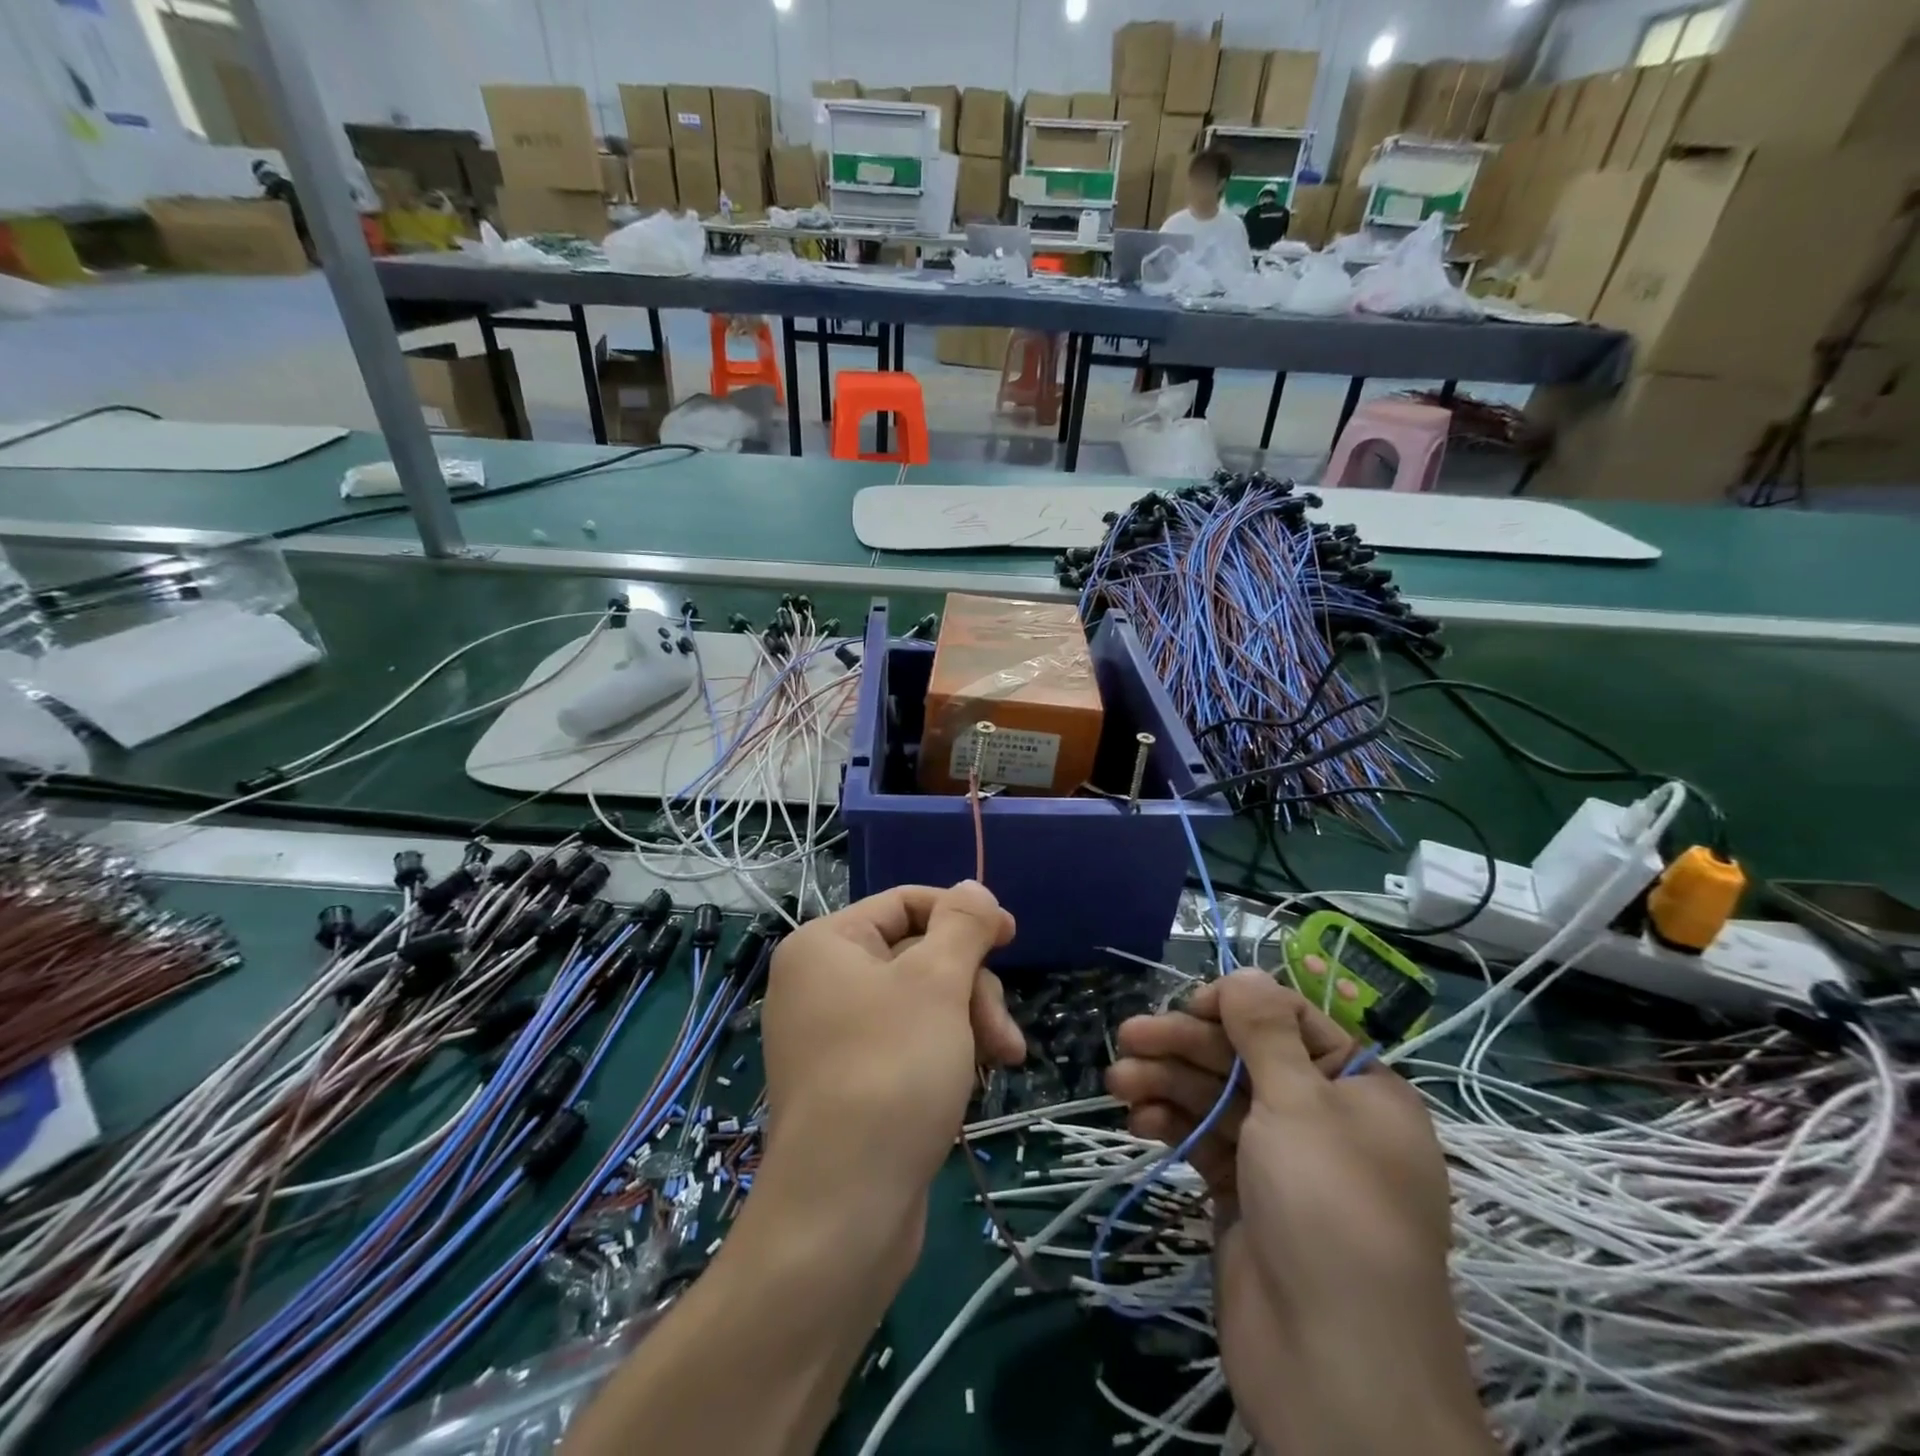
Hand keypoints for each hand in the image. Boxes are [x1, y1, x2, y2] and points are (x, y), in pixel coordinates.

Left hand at [758, 882, 1025, 1251]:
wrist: (844, 1211)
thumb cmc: (892, 1072)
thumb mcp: (938, 982)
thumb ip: (962, 925)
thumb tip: (972, 888)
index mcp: (826, 944)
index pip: (905, 903)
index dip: (962, 914)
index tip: (1012, 937)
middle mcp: (821, 982)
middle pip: (918, 955)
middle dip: (970, 987)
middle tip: (1000, 1032)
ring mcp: (833, 1035)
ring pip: (921, 1002)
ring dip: (968, 1023)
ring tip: (1002, 1061)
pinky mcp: (851, 1080)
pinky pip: (908, 1042)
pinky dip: (946, 1052)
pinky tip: (971, 1084)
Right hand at [1106, 971, 1490, 1455]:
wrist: (1333, 1371)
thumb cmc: (1328, 1213)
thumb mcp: (1300, 1106)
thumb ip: (1265, 1032)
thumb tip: (1245, 972)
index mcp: (1359, 1089)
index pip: (1292, 1021)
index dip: (1238, 1006)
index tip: (1189, 1004)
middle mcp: (1322, 1117)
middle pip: (1244, 1057)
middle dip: (1185, 1045)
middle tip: (1127, 1037)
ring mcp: (1281, 1159)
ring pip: (1217, 1098)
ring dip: (1167, 1084)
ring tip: (1117, 1082)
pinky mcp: (1244, 1194)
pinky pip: (1204, 1141)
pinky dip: (1171, 1126)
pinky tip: (1136, 1121)